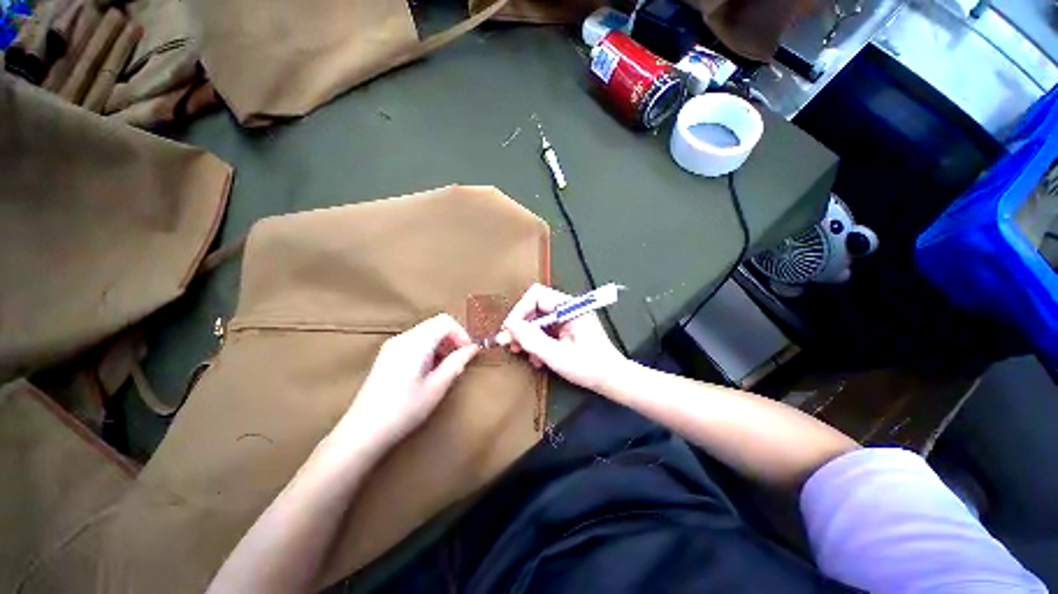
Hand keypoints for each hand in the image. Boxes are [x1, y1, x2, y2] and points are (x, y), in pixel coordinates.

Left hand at [334, 314, 478, 453]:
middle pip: (435, 324)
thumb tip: (473, 348)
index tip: (468, 352)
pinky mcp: (387, 354)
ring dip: (442, 344)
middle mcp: (403, 338)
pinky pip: (415, 341)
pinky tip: (429, 370)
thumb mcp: (436, 387)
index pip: (445, 321)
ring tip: (446, 369)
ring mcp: (392, 345)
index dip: (461, 333)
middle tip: (460, 361)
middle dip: (453, 338)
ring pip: (426, 332)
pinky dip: (429, 348)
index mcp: (415, 343)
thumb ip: (456, 362)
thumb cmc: (404, 410)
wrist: (363, 431)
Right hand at [502, 284, 626, 391]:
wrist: (612, 379)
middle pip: (535, 306)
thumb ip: (531, 339)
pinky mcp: (567, 328)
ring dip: (527, 335)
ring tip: (521, 352)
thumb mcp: (557, 355)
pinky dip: (536, 341)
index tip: (509, 331)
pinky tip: (536, 358)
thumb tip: (509, 327)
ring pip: (537, 318)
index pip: (536, 296)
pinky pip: (544, 329)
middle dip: (521, 325)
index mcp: (570, 307)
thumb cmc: (590, 367)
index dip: (519, 311)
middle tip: (511, 343)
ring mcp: (567, 318)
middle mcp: (568, 308)